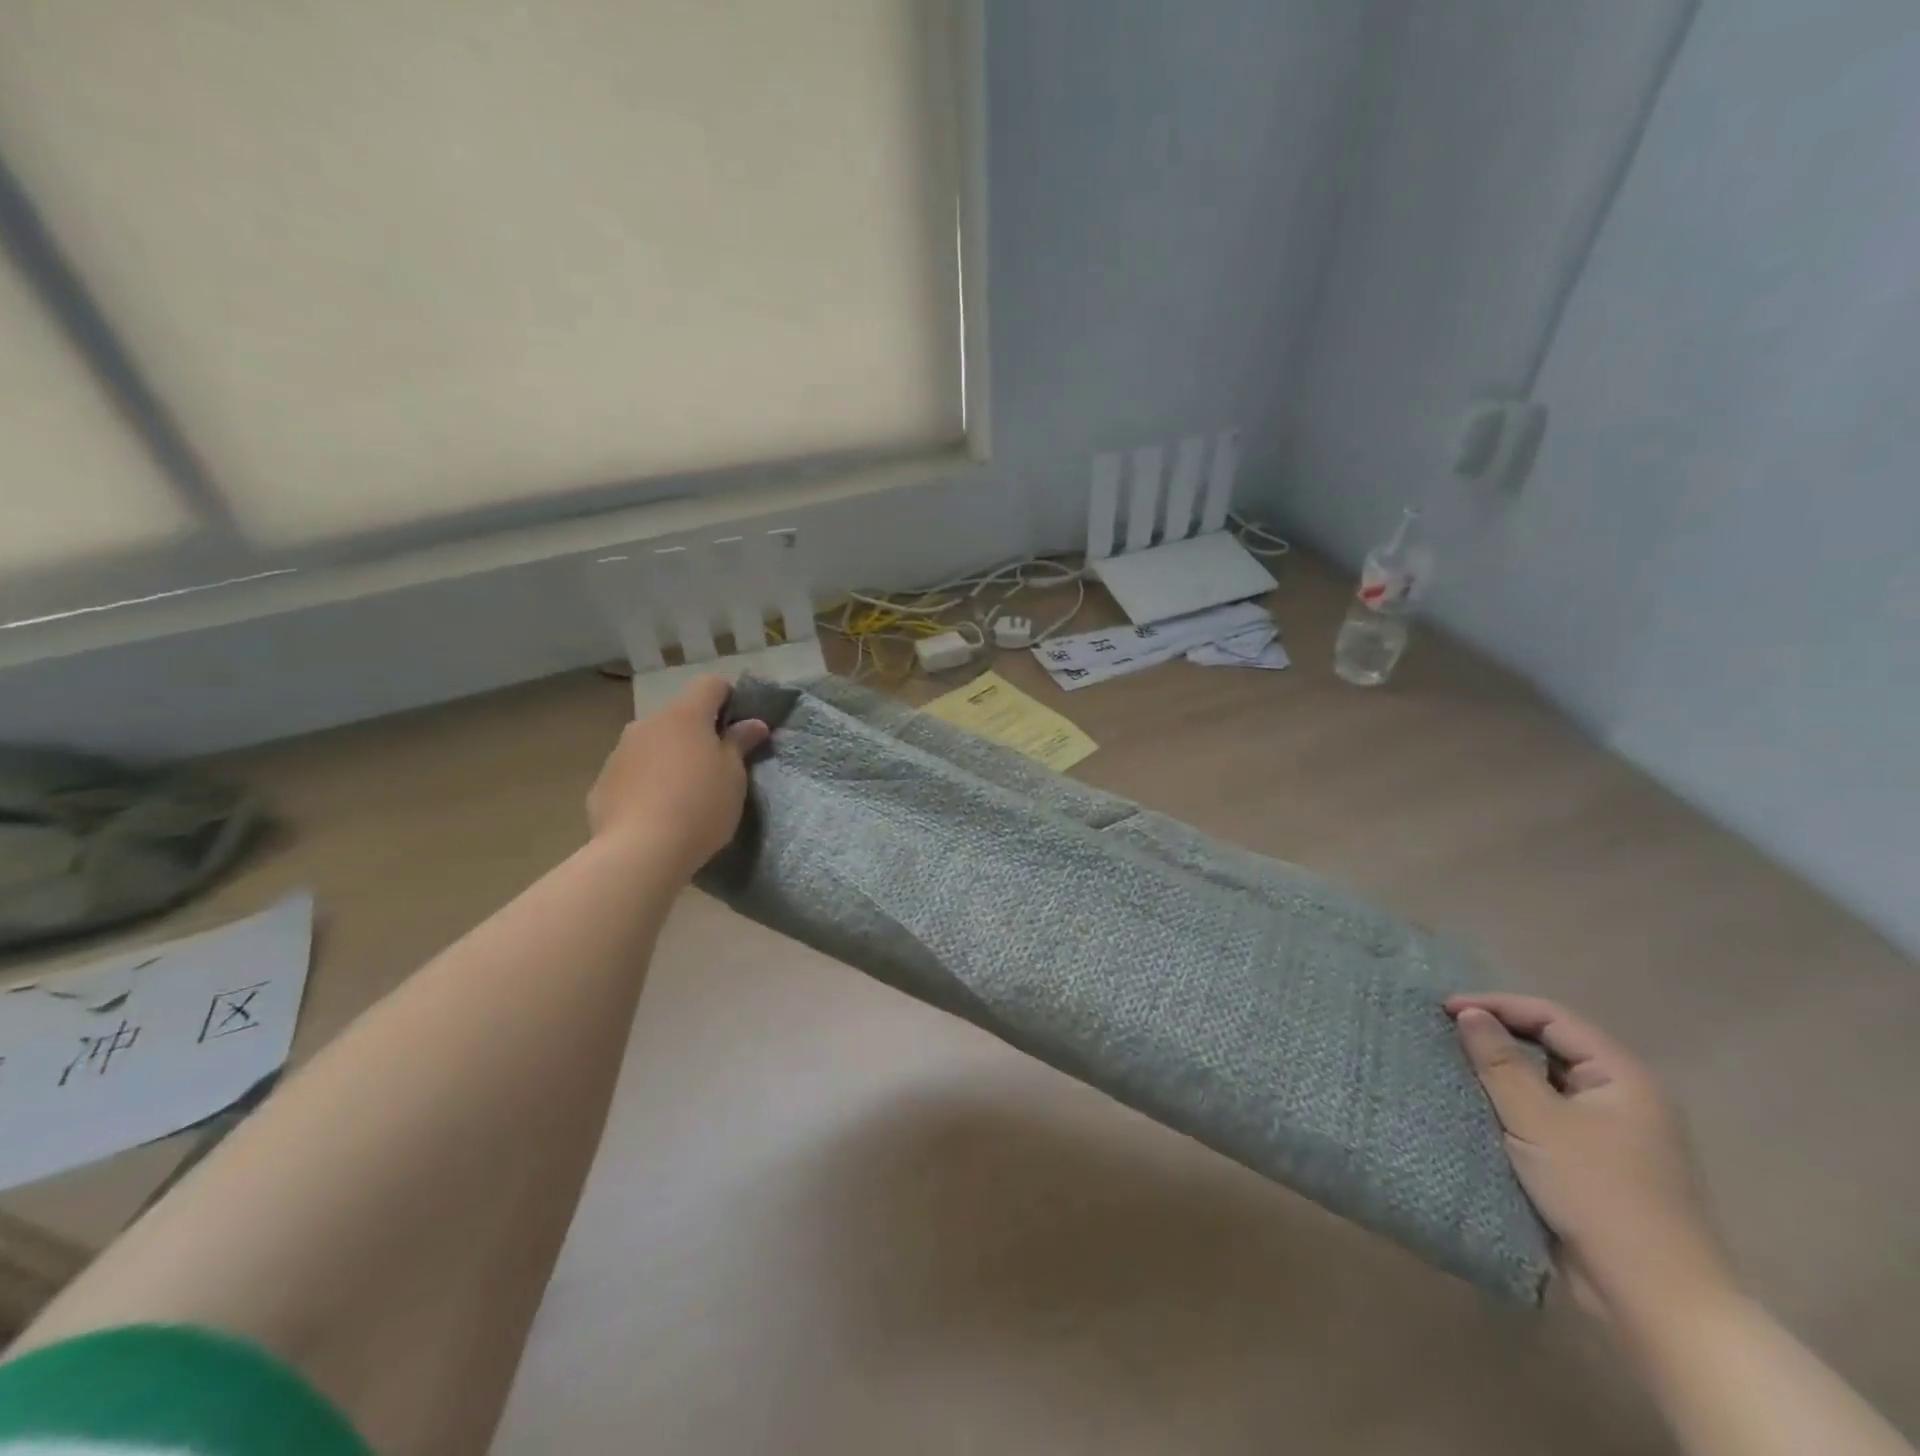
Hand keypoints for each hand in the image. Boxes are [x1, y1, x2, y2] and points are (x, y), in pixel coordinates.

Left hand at [587, 676, 769, 875]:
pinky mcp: (602, 782)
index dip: (728, 698)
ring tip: (683, 795)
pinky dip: (646, 782)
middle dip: (698, 733)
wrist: (640, 852)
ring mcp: (620, 752)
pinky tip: (655, 813)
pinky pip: (633, 772)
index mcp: (685, 716)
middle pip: (679, 716)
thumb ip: (740, 743)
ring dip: (669, 757)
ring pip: (653, 743)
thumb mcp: (734, 777)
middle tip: (715, 768)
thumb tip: (753, 723)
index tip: (739, 727)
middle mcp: (648, 724)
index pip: (710, 684)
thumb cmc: (700, 807)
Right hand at [1447, 994, 1735, 1327]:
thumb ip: (1500, 1061)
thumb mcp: (1537, 1121)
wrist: (1654, 1298)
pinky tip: (1481, 1105)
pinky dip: (1514, 1101)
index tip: (1443, 1008)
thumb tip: (1469, 1013)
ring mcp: (1614, 1131)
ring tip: (1455, 1062)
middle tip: (1445, 1030)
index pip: (1552, 1017)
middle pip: (1553, 1043)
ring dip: (1504, 1068)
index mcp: (1623, 1077)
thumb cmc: (1598, 1194)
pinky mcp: (1597, 1161)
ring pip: (1549, 1079)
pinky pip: (1549, 1111)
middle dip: (1499, 1032)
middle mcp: (1624, 1095)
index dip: (1496, 1005)